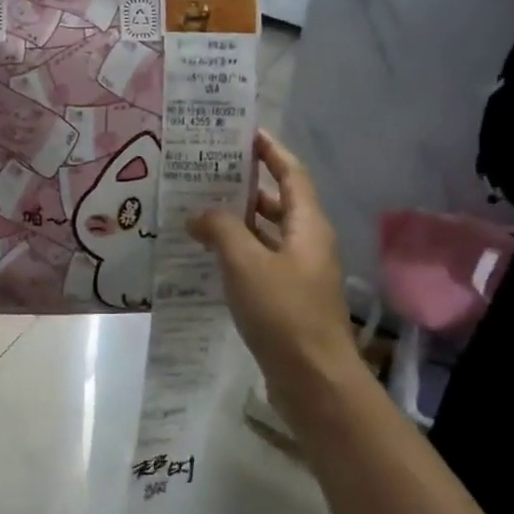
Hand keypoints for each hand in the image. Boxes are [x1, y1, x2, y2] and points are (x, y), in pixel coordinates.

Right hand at [188, 131, 363, 409]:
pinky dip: (238, 253)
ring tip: (199, 211)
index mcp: (308, 226)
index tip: (246, 133)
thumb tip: (199, 213)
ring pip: (268, 235)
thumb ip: (221, 230)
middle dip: (247, 186)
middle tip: (208, 174)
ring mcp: (300, 273)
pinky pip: (261, 262)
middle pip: (280, 202)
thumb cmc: (284, 313)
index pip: (292, 174)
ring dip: (239, 222)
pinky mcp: (289, 299)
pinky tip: (209, 257)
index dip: (271, 151)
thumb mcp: (246, 263)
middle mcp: (309, 243)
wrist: (314, 380)